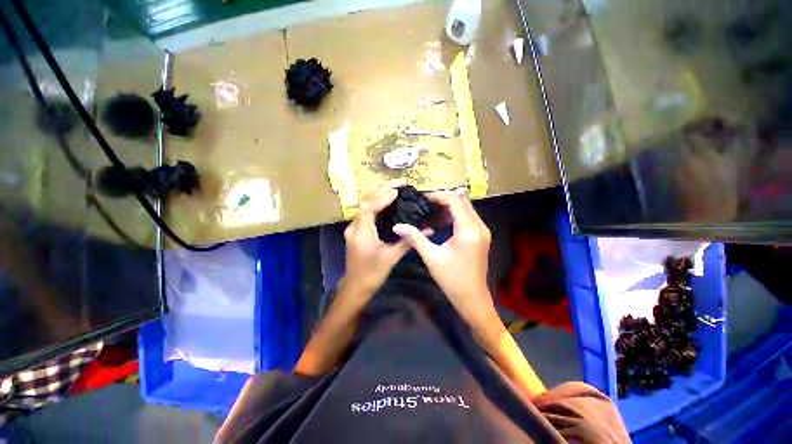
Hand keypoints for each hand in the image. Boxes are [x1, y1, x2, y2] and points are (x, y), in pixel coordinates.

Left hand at [341, 179, 412, 298]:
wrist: (356, 287)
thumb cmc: (373, 274)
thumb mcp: (392, 257)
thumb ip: (409, 241)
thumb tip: (429, 229)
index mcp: (362, 234)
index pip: (368, 207)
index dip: (382, 197)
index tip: (398, 191)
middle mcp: (354, 227)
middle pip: (365, 201)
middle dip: (382, 189)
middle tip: (401, 183)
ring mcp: (353, 228)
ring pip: (364, 205)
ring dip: (379, 194)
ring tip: (396, 188)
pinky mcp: (355, 230)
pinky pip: (365, 211)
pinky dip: (376, 203)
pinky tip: (387, 200)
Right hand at [393, 192, 494, 324]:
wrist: (472, 297)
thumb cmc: (451, 279)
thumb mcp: (431, 257)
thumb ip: (415, 238)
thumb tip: (397, 226)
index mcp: (468, 230)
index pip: (455, 202)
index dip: (439, 196)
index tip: (423, 198)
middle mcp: (479, 226)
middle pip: (463, 202)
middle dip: (444, 199)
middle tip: (426, 202)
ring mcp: (483, 231)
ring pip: (467, 208)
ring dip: (450, 206)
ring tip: (431, 209)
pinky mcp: (482, 236)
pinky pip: (469, 217)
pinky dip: (455, 215)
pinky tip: (442, 221)